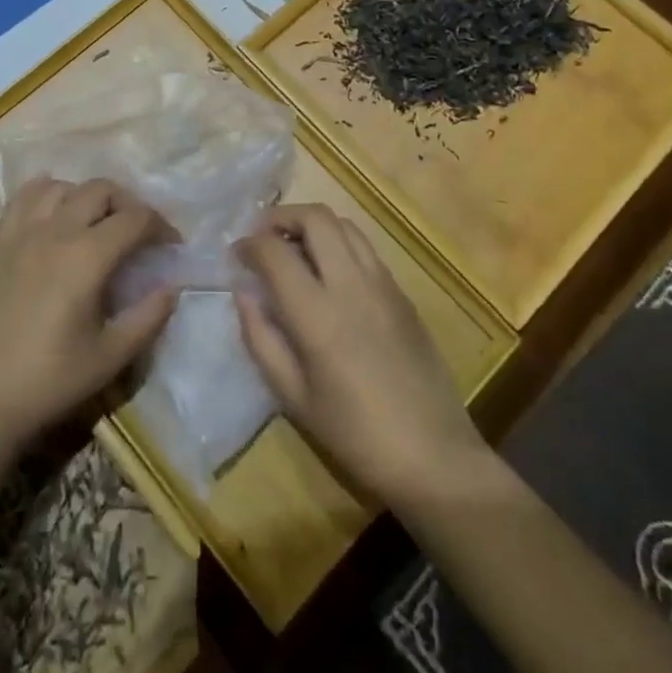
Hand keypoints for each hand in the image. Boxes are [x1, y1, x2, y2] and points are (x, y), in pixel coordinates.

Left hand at [0, 178, 175, 454]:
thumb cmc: (50, 379)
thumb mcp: (110, 356)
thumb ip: (148, 317)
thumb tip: (171, 286)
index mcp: (88, 256)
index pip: (135, 219)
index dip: (161, 226)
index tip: (171, 246)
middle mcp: (56, 230)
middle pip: (101, 190)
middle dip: (128, 204)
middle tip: (138, 233)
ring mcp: (23, 231)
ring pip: (63, 186)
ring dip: (87, 196)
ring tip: (97, 222)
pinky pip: (24, 196)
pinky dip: (46, 192)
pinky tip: (55, 211)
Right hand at [235, 203, 484, 508]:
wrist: (434, 456)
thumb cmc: (355, 434)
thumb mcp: (293, 397)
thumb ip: (261, 338)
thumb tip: (243, 293)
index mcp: (317, 314)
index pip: (274, 251)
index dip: (249, 243)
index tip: (238, 254)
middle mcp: (350, 284)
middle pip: (314, 217)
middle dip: (282, 217)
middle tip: (264, 237)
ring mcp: (382, 283)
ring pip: (343, 224)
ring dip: (313, 225)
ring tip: (296, 248)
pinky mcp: (402, 292)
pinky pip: (365, 247)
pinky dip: (338, 242)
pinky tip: (330, 272)